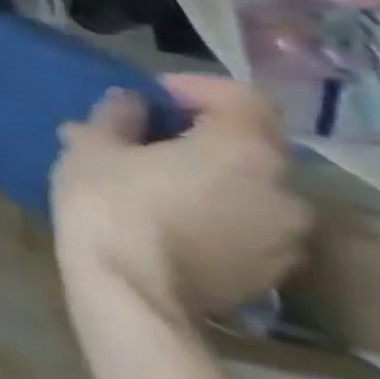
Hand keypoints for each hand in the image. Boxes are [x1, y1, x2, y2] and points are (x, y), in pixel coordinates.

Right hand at [52, 74, 311, 323]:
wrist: (131, 291)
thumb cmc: (109, 202)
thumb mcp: (92, 145)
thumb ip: (118, 115)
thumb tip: (131, 102)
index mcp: (244, 149)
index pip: (239, 97)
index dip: (193, 88)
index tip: (148, 96)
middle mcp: (284, 188)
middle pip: (250, 144)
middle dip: (201, 134)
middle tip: (146, 137)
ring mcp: (287, 235)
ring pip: (250, 185)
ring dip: (210, 174)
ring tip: (155, 180)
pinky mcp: (273, 269)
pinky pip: (248, 222)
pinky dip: (216, 209)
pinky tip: (169, 217)